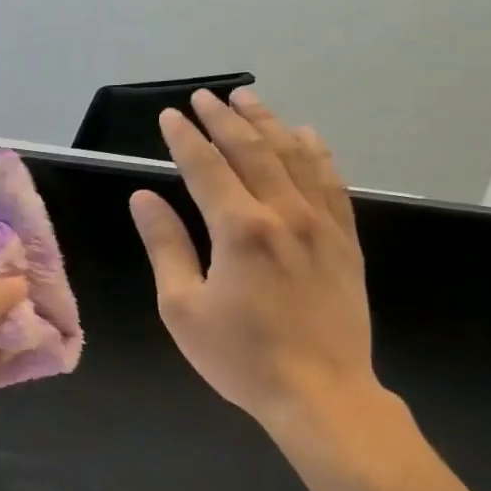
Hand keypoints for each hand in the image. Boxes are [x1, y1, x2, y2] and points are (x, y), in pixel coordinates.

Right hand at [129, 88, 389, 435]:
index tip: (171, 115)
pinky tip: (307, 136)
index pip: (206, 166)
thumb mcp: (183, 308)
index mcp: (238, 229)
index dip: (185, 138)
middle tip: (206, 97)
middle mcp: (283, 213)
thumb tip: (144, 198)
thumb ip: (166, 246)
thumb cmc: (242, 357)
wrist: (321, 393)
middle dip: (225, 119)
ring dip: (268, 123)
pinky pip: (332, 182)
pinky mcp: (346, 240)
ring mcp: (321, 224)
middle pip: (252, 150)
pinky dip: (316, 152)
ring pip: (294, 156)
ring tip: (249, 99)